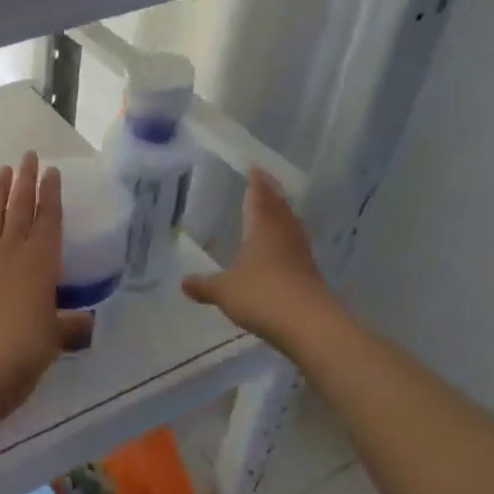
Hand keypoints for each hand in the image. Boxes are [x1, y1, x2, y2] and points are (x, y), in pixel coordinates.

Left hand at [0, 153, 84, 426]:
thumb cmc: (27, 347)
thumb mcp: (56, 337)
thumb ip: (70, 326)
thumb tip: (84, 324)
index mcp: (42, 260)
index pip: (49, 217)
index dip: (51, 192)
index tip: (51, 170)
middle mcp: (12, 250)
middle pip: (19, 207)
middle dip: (24, 180)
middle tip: (26, 156)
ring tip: (2, 172)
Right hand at [181, 167, 334, 338]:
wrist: (309, 325)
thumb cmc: (262, 295)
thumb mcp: (224, 291)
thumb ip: (204, 285)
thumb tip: (183, 282)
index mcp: (263, 228)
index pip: (260, 197)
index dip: (256, 183)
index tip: (255, 168)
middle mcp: (284, 235)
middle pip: (279, 208)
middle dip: (271, 195)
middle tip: (264, 183)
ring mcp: (300, 255)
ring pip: (290, 227)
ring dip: (281, 216)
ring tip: (272, 212)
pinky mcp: (310, 275)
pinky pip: (295, 248)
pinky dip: (285, 241)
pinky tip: (278, 250)